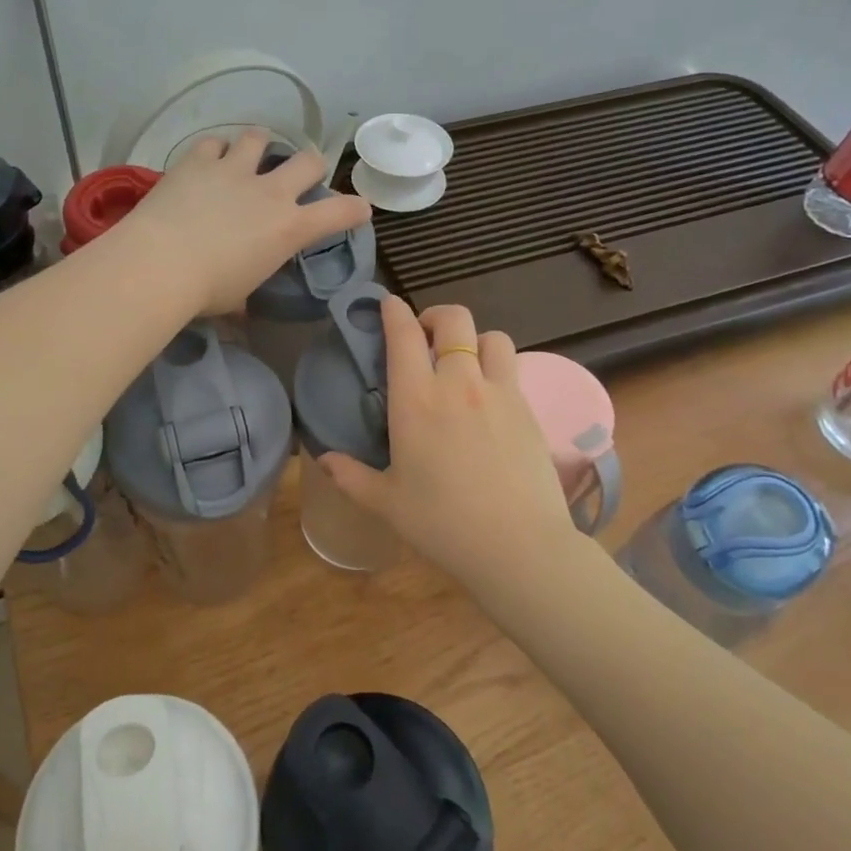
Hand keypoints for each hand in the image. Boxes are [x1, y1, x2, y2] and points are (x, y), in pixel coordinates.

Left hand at [123, 130, 372, 317]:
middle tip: (297, 177)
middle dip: (310, 167)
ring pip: (260, 137)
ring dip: (260, 146)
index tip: (358, 210)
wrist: (160, 264)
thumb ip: (247, 293)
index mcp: (289, 228)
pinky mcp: (198, 161)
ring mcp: (234, 170)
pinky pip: (214, 142)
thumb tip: (240, 311)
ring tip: (249, 157)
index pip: (340, 213)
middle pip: (309, 160)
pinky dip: (215, 151)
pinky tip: (208, 162)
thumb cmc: (206, 291)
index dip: (355, 209)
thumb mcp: (238, 298)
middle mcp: (269, 192)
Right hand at [321, 298, 580, 588]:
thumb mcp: (386, 503)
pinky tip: (488, 398)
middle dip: (436, 316)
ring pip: (492, 337)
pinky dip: (497, 367)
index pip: (404, 335)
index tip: (388, 305)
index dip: (394, 310)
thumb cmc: (442, 524)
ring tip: (464, 362)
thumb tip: (322, 459)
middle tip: (425, 336)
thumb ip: (351, 476)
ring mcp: (499, 393)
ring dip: (474, 339)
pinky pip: (513, 368)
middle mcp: (458, 384)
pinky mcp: (528, 409)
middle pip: (454, 319)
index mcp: (416, 400)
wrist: (518, 546)